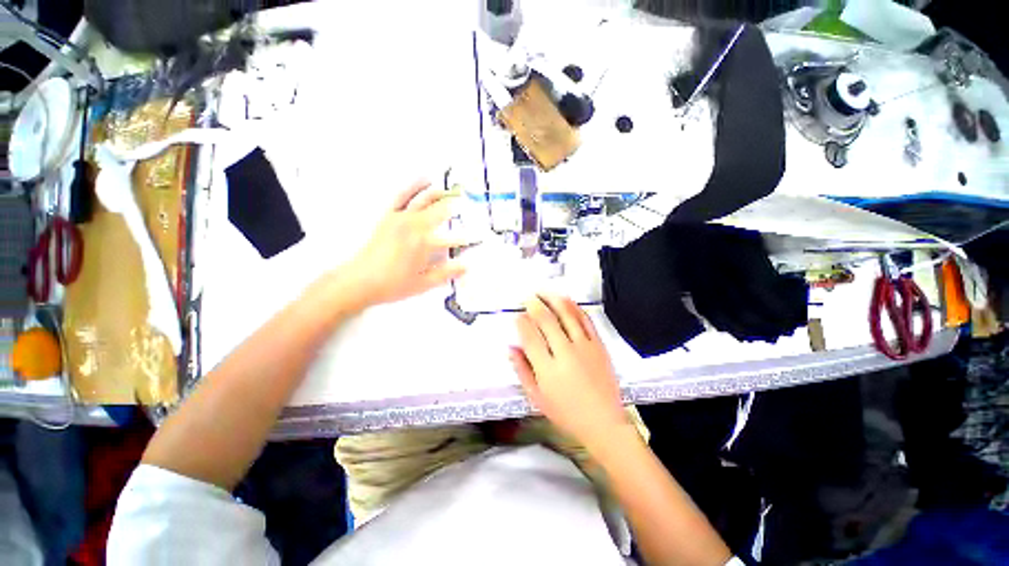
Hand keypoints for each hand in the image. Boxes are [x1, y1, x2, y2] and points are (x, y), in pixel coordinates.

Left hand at [340, 180, 464, 309]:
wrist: (358, 281)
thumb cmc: (393, 284)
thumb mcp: (424, 283)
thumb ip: (447, 273)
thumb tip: (467, 265)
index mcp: (425, 243)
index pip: (454, 239)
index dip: (469, 239)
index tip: (480, 238)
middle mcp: (415, 225)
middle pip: (442, 212)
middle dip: (458, 209)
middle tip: (471, 206)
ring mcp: (401, 217)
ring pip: (424, 199)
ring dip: (440, 193)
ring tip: (453, 189)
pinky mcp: (389, 215)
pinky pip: (403, 196)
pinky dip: (414, 186)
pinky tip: (424, 179)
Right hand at [510, 294, 630, 450]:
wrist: (603, 422)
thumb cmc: (566, 413)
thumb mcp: (537, 397)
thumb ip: (522, 370)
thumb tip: (511, 347)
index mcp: (547, 369)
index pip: (530, 337)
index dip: (522, 322)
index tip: (517, 315)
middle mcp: (565, 353)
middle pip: (547, 321)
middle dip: (535, 305)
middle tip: (528, 297)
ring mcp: (584, 347)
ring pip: (567, 315)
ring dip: (554, 300)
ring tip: (545, 292)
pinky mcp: (598, 345)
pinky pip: (586, 320)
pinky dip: (575, 308)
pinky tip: (567, 301)